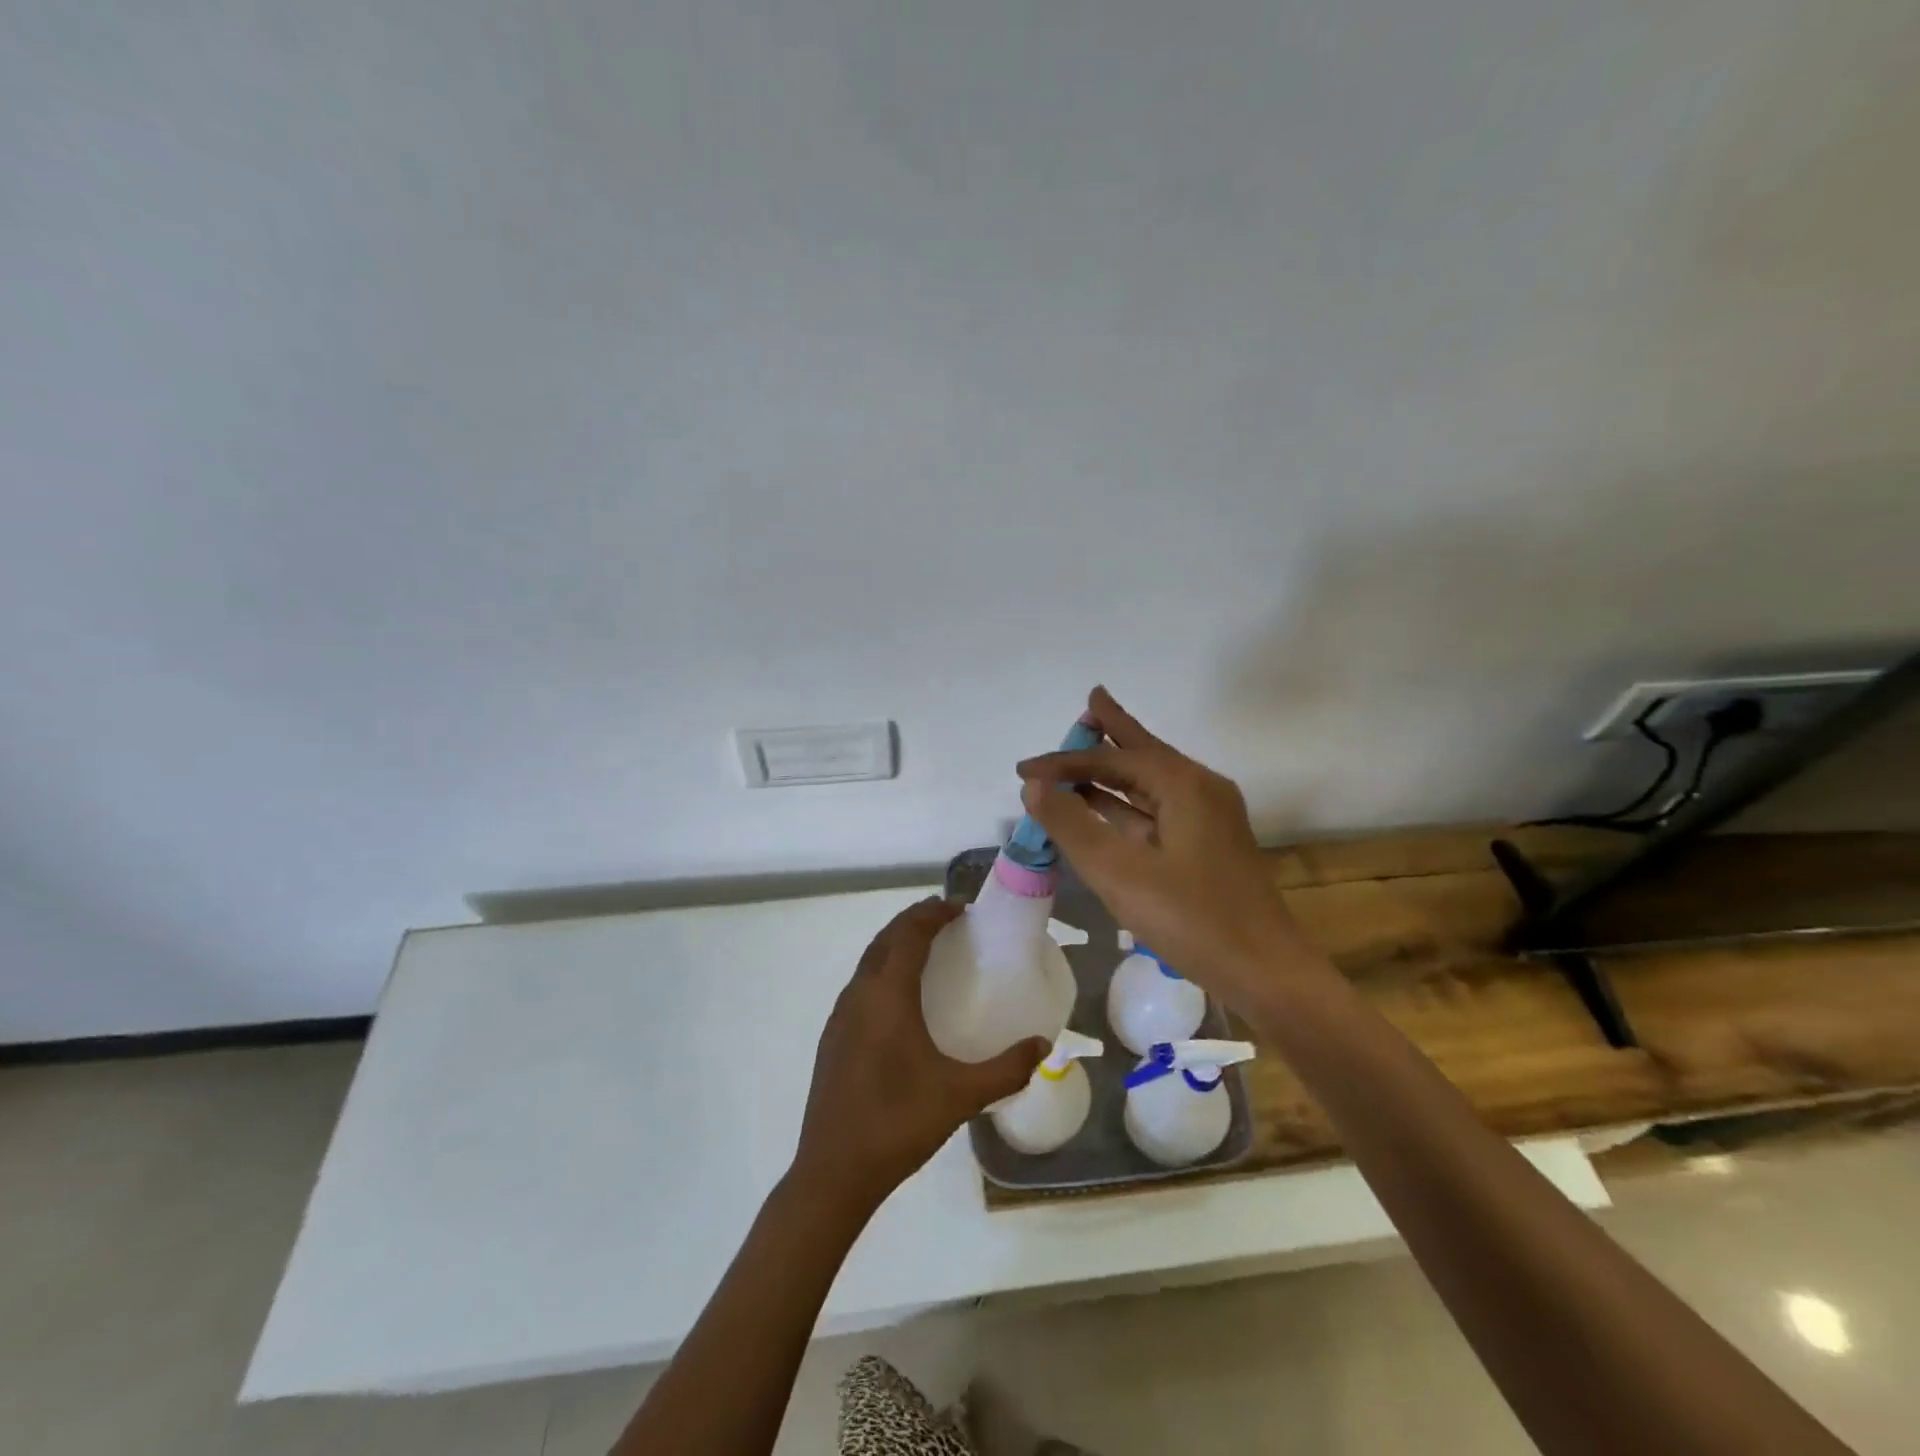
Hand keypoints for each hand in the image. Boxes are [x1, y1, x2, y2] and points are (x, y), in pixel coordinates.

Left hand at [792, 897, 1047, 1213]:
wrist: (833, 1172)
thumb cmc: (898, 1123)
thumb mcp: (960, 1096)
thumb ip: (1006, 1069)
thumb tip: (1044, 1045)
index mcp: (887, 995)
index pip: (909, 934)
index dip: (934, 913)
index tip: (962, 908)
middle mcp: (859, 994)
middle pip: (886, 939)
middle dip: (915, 921)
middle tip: (949, 920)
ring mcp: (840, 1016)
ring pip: (869, 960)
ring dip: (896, 943)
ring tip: (928, 950)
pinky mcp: (833, 1037)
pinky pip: (861, 984)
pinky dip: (884, 969)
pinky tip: (902, 999)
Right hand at [1017, 686, 1326, 1010]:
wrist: (1265, 972)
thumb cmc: (1191, 919)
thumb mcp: (1119, 872)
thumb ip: (1073, 825)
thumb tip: (1035, 786)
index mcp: (1184, 785)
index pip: (1113, 760)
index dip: (1065, 762)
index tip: (1023, 770)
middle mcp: (1200, 790)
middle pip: (1143, 754)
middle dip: (1112, 732)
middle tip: (1091, 700)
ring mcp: (1208, 818)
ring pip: (1151, 783)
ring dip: (1115, 772)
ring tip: (1084, 752)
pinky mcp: (1208, 846)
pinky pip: (1158, 810)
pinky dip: (1127, 804)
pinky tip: (1106, 808)